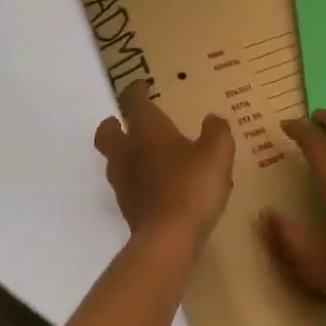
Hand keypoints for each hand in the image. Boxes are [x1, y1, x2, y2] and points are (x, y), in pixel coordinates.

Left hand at [93, 80, 234, 247]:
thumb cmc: (192, 185)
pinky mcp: (128, 210)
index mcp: (146, 129)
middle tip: (127, 122)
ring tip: (148, 155)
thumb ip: (216, 131)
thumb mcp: (217, 152)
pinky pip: (128, 186)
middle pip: (107, 132)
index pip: (133, 101)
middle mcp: (128, 151)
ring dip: (125, 154)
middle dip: (114, 124)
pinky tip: (159, 186)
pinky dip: (137, 180)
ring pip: (115, 160)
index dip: (136, 91)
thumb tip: (212, 119)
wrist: (168, 240)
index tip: (141, 86)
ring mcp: (124, 183)